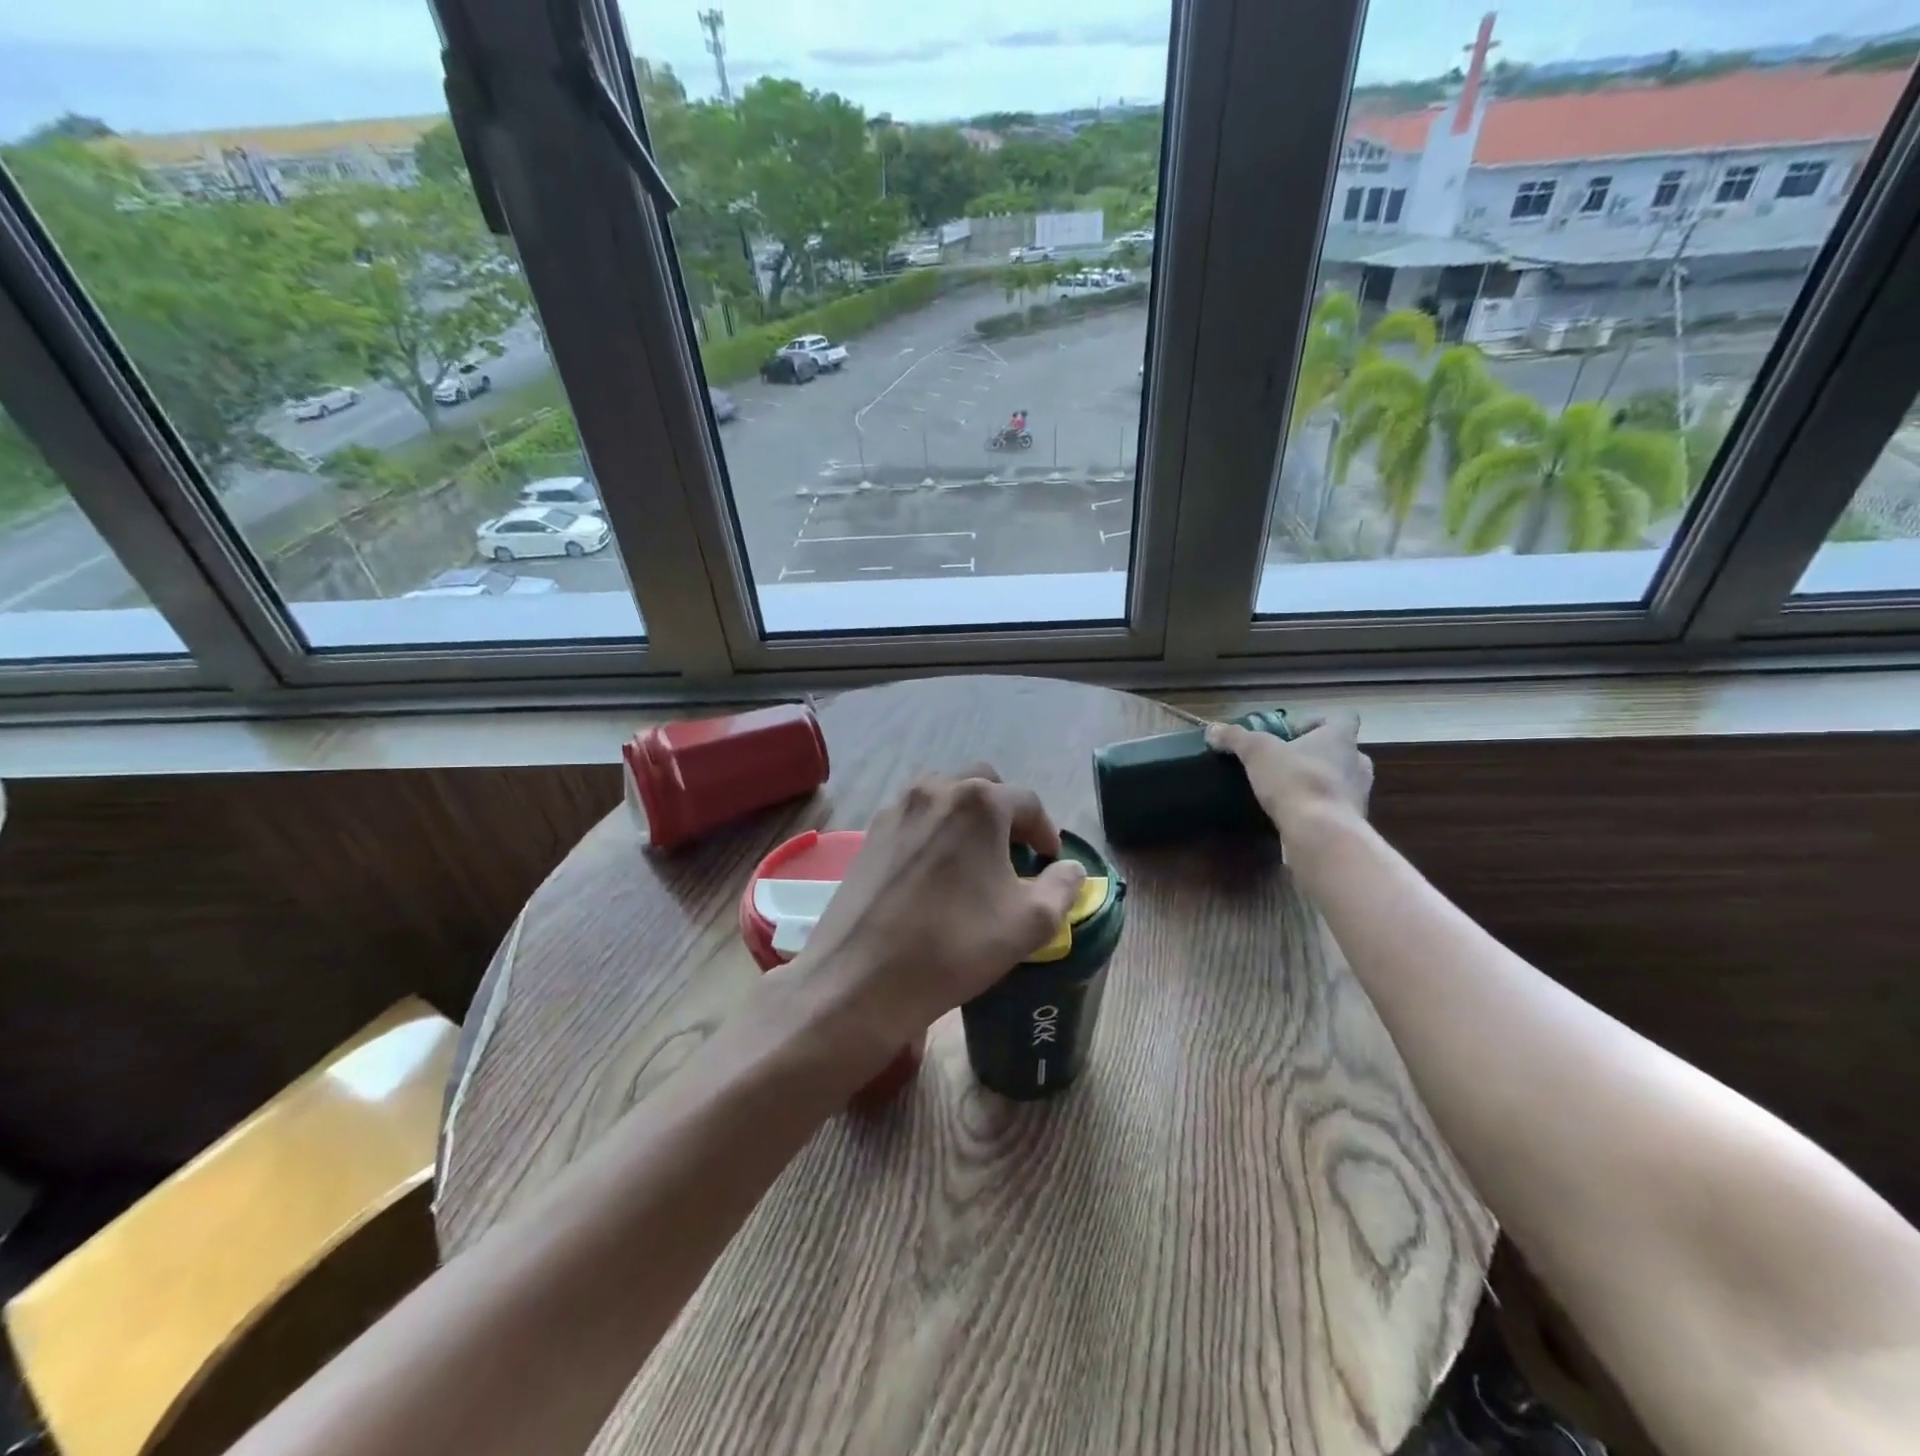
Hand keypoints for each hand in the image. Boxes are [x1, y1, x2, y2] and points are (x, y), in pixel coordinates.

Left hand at [787, 768, 1086, 1059]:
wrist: (860, 977)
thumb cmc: (954, 946)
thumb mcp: (1030, 923)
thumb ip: (1062, 887)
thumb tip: (1070, 869)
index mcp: (979, 802)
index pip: (1028, 802)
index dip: (1046, 831)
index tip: (1049, 860)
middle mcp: (935, 790)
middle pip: (983, 785)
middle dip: (1005, 812)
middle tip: (1014, 851)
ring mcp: (896, 808)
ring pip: (944, 795)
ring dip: (966, 816)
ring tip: (974, 857)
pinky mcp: (870, 833)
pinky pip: (914, 817)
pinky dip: (934, 830)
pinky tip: (935, 871)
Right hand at [1205, 713, 1372, 837]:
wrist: (1321, 833)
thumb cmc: (1295, 780)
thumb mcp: (1257, 752)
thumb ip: (1236, 738)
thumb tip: (1212, 729)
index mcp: (1340, 738)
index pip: (1343, 720)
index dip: (1317, 723)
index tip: (1293, 733)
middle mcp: (1357, 763)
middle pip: (1342, 751)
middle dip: (1317, 755)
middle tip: (1287, 762)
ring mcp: (1359, 795)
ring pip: (1341, 781)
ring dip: (1319, 783)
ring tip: (1288, 791)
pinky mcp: (1353, 823)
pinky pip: (1335, 808)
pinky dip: (1318, 809)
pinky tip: (1294, 815)